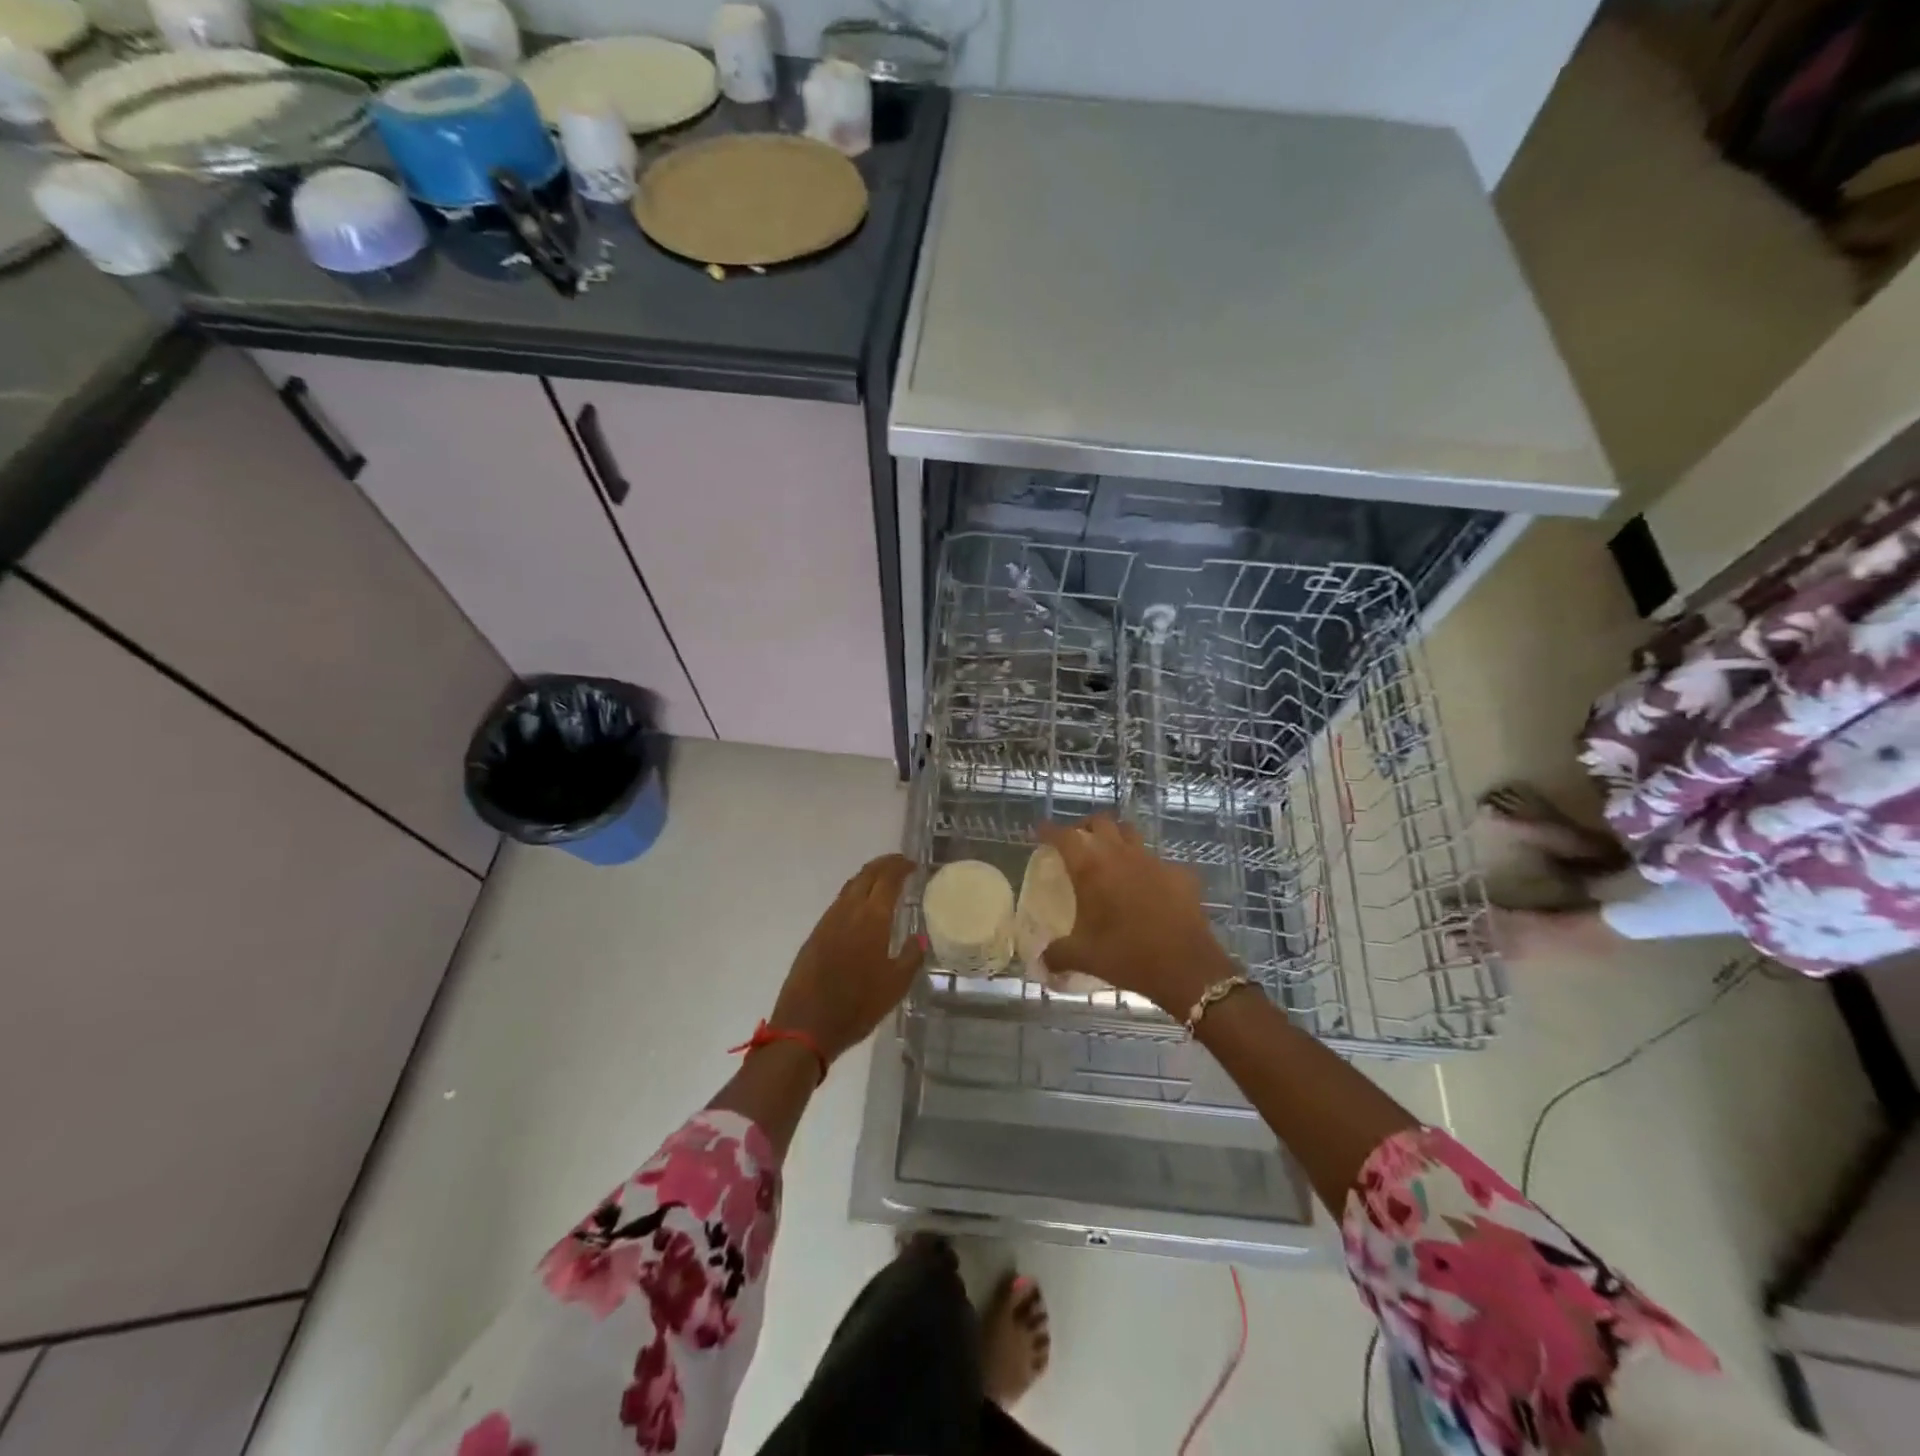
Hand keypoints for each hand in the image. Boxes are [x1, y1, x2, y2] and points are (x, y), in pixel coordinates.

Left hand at [768, 854, 923, 1065]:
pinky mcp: (815, 935)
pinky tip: (861, 908)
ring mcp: (828, 921)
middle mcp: (848, 911)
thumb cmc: (857, 1006)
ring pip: (850, 887)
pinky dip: (854, 894)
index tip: (913, 865)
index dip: (901, 867)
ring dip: (868, 878)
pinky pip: (839, 903)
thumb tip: (919, 937)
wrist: (805, 1026)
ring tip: (883, 882)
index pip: (887, 879)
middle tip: (900, 864)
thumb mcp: (895, 986)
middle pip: (866, 875)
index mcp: (872, 918)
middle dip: (884, 864)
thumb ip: (911, 957)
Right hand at [1037, 816, 1235, 1014]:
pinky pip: (1159, 861)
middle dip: (1085, 826)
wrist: (1186, 968)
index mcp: (1092, 869)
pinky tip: (1148, 886)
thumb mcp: (1084, 957)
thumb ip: (1056, 955)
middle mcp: (1121, 855)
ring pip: (1131, 834)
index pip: (1064, 836)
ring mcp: (1153, 861)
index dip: (1049, 830)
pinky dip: (1148, 868)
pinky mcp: (1179, 874)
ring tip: (1110, 856)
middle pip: (1100, 822)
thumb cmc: (1127, 956)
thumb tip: (1040, 960)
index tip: (1040, 831)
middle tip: (1077, 841)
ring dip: (1116, 838)